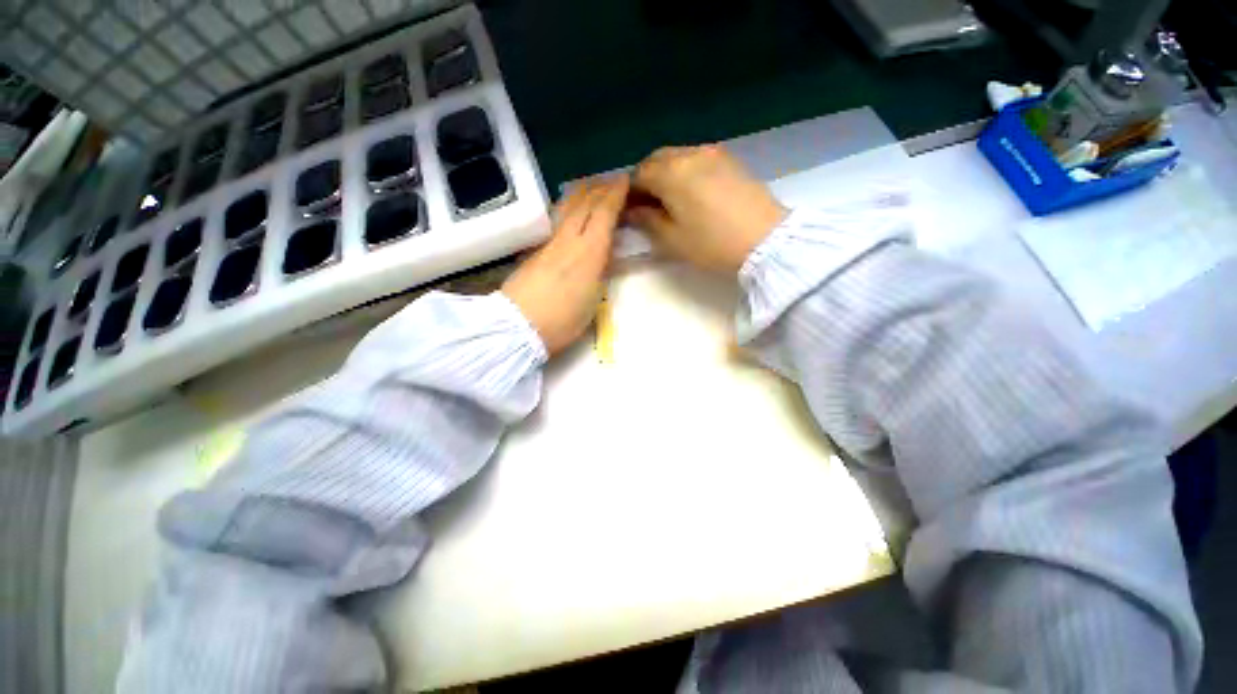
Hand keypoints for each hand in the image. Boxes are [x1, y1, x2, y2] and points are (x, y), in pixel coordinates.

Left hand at [502, 177, 626, 355]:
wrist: (519, 326)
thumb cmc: (563, 320)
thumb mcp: (593, 300)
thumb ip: (601, 273)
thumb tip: (605, 256)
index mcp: (589, 252)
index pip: (603, 213)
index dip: (615, 194)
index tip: (624, 180)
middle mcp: (568, 240)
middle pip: (584, 204)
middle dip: (599, 188)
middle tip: (611, 180)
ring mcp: (548, 243)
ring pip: (566, 208)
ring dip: (581, 193)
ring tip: (590, 186)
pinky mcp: (534, 250)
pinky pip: (555, 220)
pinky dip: (567, 208)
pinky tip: (568, 211)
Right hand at [628, 145, 786, 273]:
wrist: (765, 239)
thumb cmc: (712, 243)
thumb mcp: (672, 239)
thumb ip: (647, 220)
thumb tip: (632, 210)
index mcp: (671, 173)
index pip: (638, 174)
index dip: (630, 193)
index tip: (629, 211)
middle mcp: (689, 154)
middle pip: (657, 159)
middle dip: (646, 179)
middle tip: (646, 205)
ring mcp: (712, 153)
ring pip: (677, 156)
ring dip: (665, 173)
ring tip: (668, 200)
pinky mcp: (729, 159)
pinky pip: (696, 158)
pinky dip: (684, 171)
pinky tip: (690, 192)